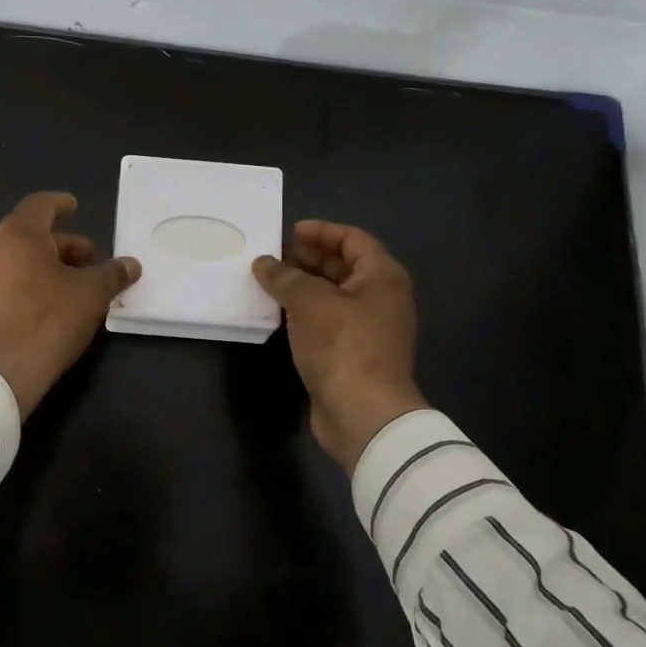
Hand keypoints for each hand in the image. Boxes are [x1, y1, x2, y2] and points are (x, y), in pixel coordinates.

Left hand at [0, 191, 141, 417]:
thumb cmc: (47, 322)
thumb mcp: (90, 296)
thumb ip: (112, 274)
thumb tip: (131, 265)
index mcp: (17, 235)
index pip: (40, 205)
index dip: (60, 204)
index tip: (74, 207)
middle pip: (27, 233)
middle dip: (60, 244)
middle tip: (87, 260)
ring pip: (12, 258)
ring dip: (41, 264)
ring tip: (67, 285)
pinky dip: (22, 282)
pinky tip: (42, 304)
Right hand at [253, 220, 427, 472]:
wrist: (363, 414)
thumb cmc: (343, 345)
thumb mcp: (310, 302)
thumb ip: (285, 277)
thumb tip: (263, 263)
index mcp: (383, 276)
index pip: (353, 239)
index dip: (321, 231)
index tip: (289, 232)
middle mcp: (381, 298)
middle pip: (343, 266)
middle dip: (307, 258)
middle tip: (272, 257)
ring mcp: (368, 328)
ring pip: (332, 295)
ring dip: (302, 286)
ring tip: (268, 281)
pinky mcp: (352, 353)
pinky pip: (326, 321)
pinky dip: (304, 312)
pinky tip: (278, 313)